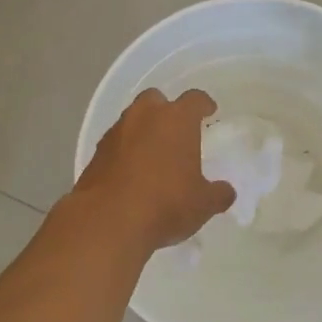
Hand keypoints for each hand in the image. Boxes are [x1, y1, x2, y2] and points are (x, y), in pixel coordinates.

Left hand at [74, 88, 236, 250]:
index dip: (203, 104)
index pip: (194, 100)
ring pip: (132, 120)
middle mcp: (144, 117)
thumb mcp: (203, 204)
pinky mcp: (96, 154)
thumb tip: (225, 192)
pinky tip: (132, 174)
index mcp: (176, 120)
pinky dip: (125, 151)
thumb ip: (218, 194)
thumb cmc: (166, 204)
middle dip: (166, 110)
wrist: (107, 221)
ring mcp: (115, 133)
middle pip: (155, 99)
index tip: (209, 111)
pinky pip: (116, 144)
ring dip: (143, 131)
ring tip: (154, 155)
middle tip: (176, 130)